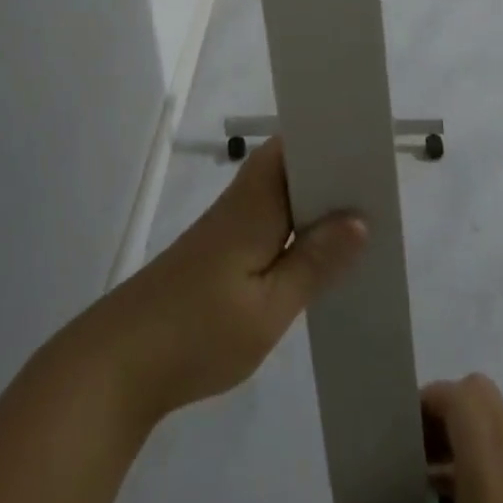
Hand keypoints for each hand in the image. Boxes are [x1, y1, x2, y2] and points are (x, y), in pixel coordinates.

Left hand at [84, 138, 366, 423]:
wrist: (121, 362)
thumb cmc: (198, 332)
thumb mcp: (268, 309)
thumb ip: (313, 262)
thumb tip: (359, 218)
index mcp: (254, 202)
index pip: (295, 146)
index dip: (331, 140)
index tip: (371, 148)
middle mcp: (242, 201)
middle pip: (292, 167)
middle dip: (333, 173)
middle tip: (382, 191)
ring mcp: (229, 225)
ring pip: (282, 196)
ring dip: (317, 203)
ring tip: (366, 220)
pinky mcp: (221, 249)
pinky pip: (270, 222)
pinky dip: (297, 229)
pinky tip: (321, 256)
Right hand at [329, 376, 502, 502]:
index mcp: (493, 475)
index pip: (463, 395)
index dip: (428, 400)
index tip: (399, 434)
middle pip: (482, 402)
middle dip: (442, 416)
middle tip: (411, 453)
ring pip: (495, 436)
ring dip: (457, 447)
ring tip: (422, 494)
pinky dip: (475, 477)